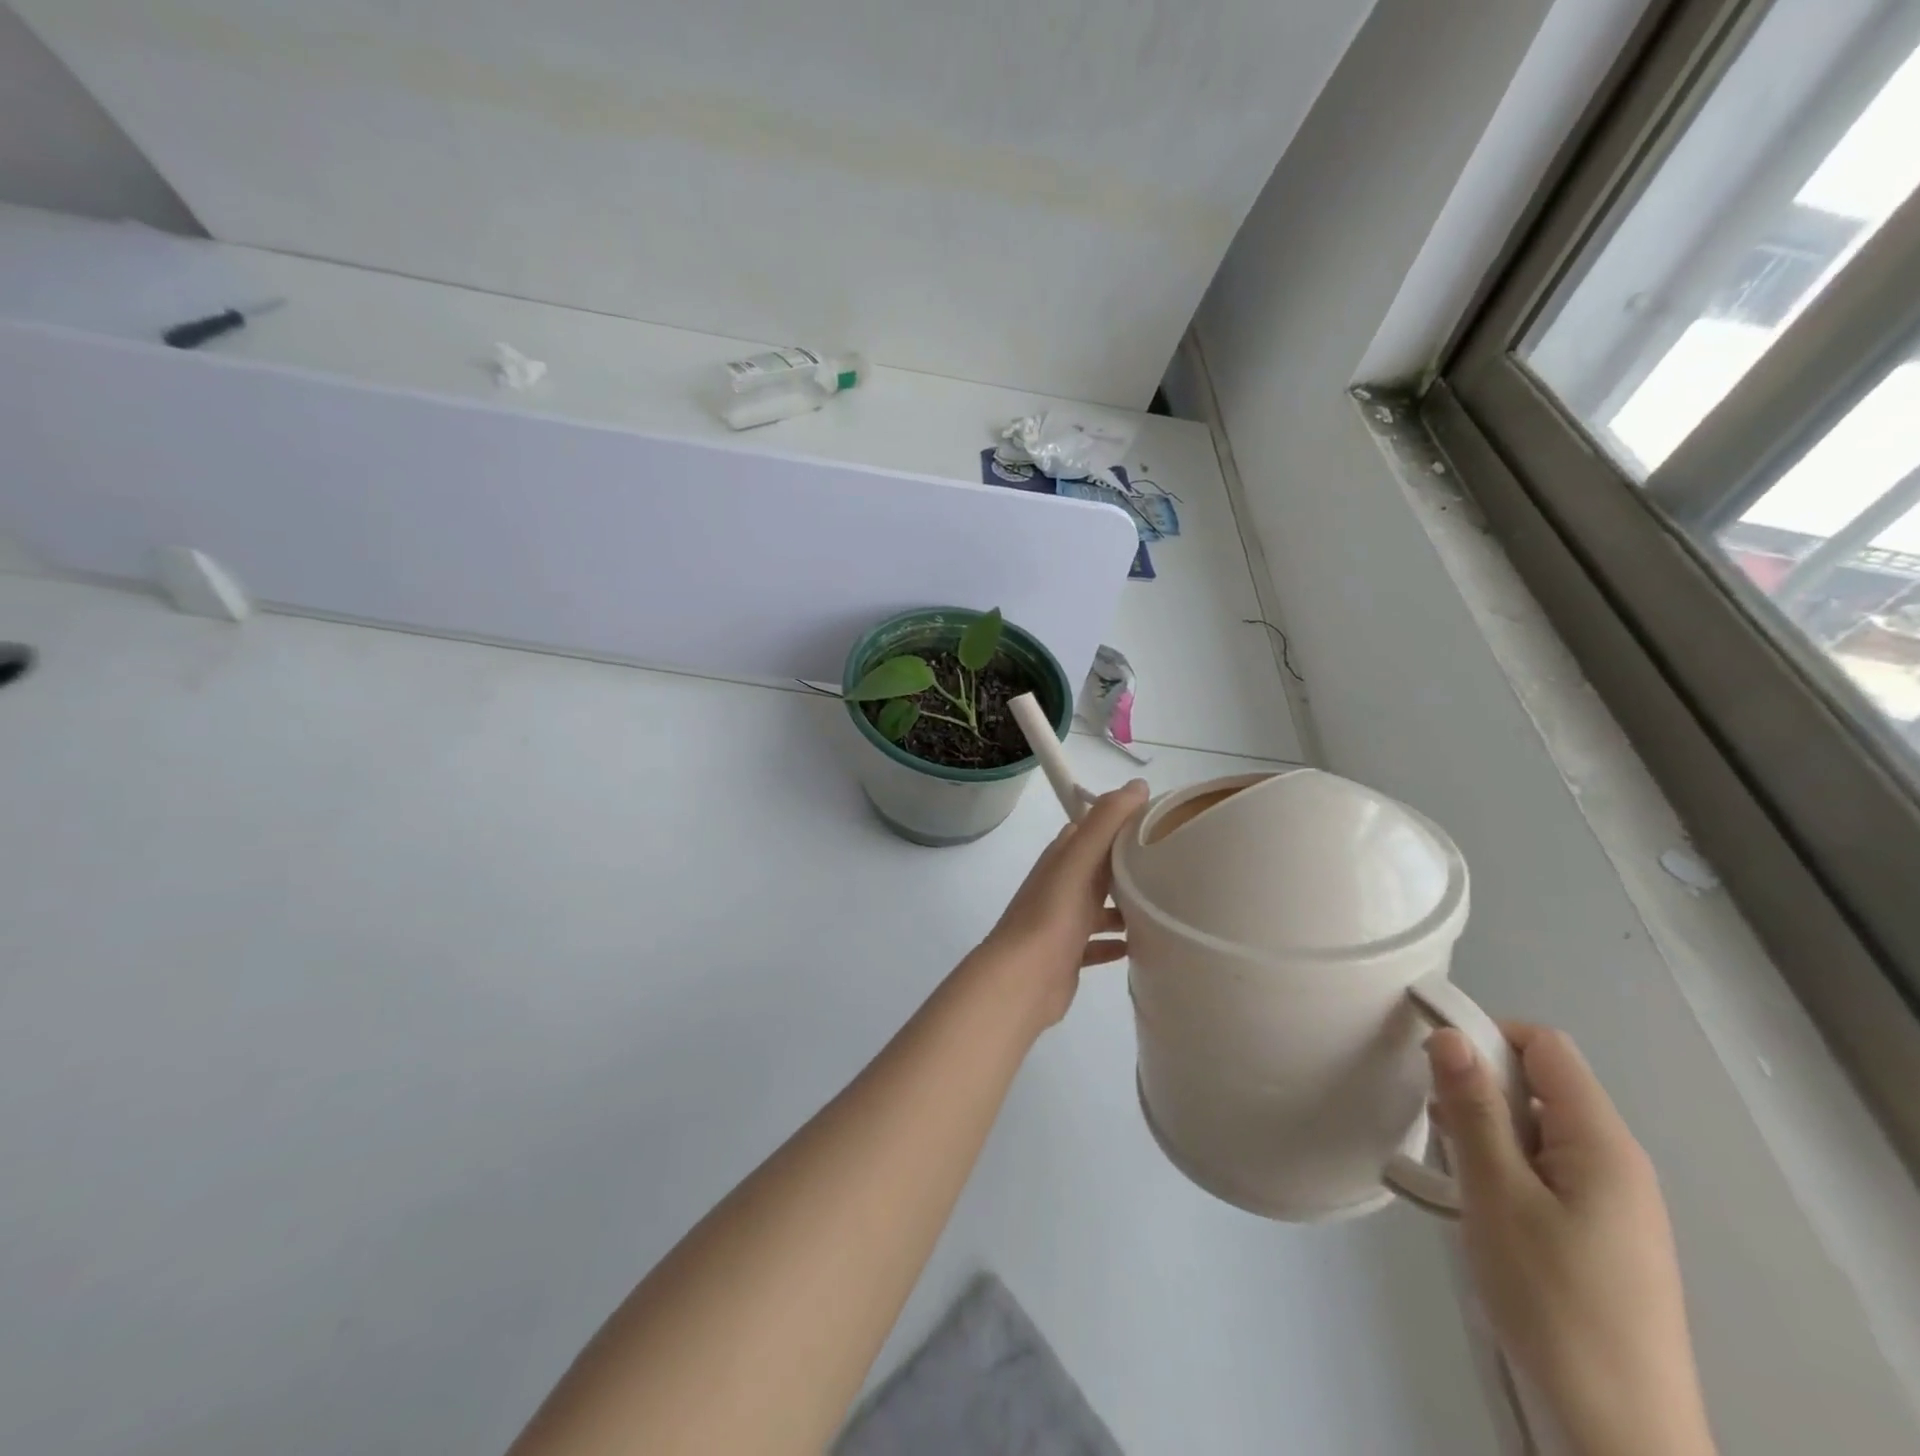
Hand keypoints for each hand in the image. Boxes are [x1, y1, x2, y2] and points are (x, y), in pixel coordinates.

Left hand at [973, 780, 1149, 1029]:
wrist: (1022, 979)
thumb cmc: (1052, 915)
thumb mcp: (1079, 860)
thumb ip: (1106, 821)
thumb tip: (1138, 785)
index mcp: (1062, 858)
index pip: (1093, 828)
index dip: (1122, 820)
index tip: (1160, 821)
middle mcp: (1061, 885)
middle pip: (1099, 866)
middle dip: (1129, 862)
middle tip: (1173, 864)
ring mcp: (1063, 922)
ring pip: (1099, 905)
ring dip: (1126, 904)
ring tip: (1165, 905)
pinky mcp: (1068, 955)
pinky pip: (1097, 943)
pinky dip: (1117, 942)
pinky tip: (1142, 946)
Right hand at [1427, 1024, 1715, 1455]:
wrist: (1615, 1431)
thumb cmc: (1553, 1300)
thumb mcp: (1498, 1194)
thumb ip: (1474, 1109)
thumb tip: (1449, 1033)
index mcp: (1603, 1143)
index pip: (1546, 1047)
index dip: (1487, 1036)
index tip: (1431, 1058)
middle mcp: (1616, 1163)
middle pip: (1541, 1085)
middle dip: (1481, 1087)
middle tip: (1435, 1120)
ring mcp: (1611, 1203)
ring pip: (1537, 1130)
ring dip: (1486, 1130)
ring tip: (1447, 1163)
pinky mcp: (1599, 1235)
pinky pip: (1544, 1170)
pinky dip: (1502, 1165)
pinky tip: (1472, 1200)